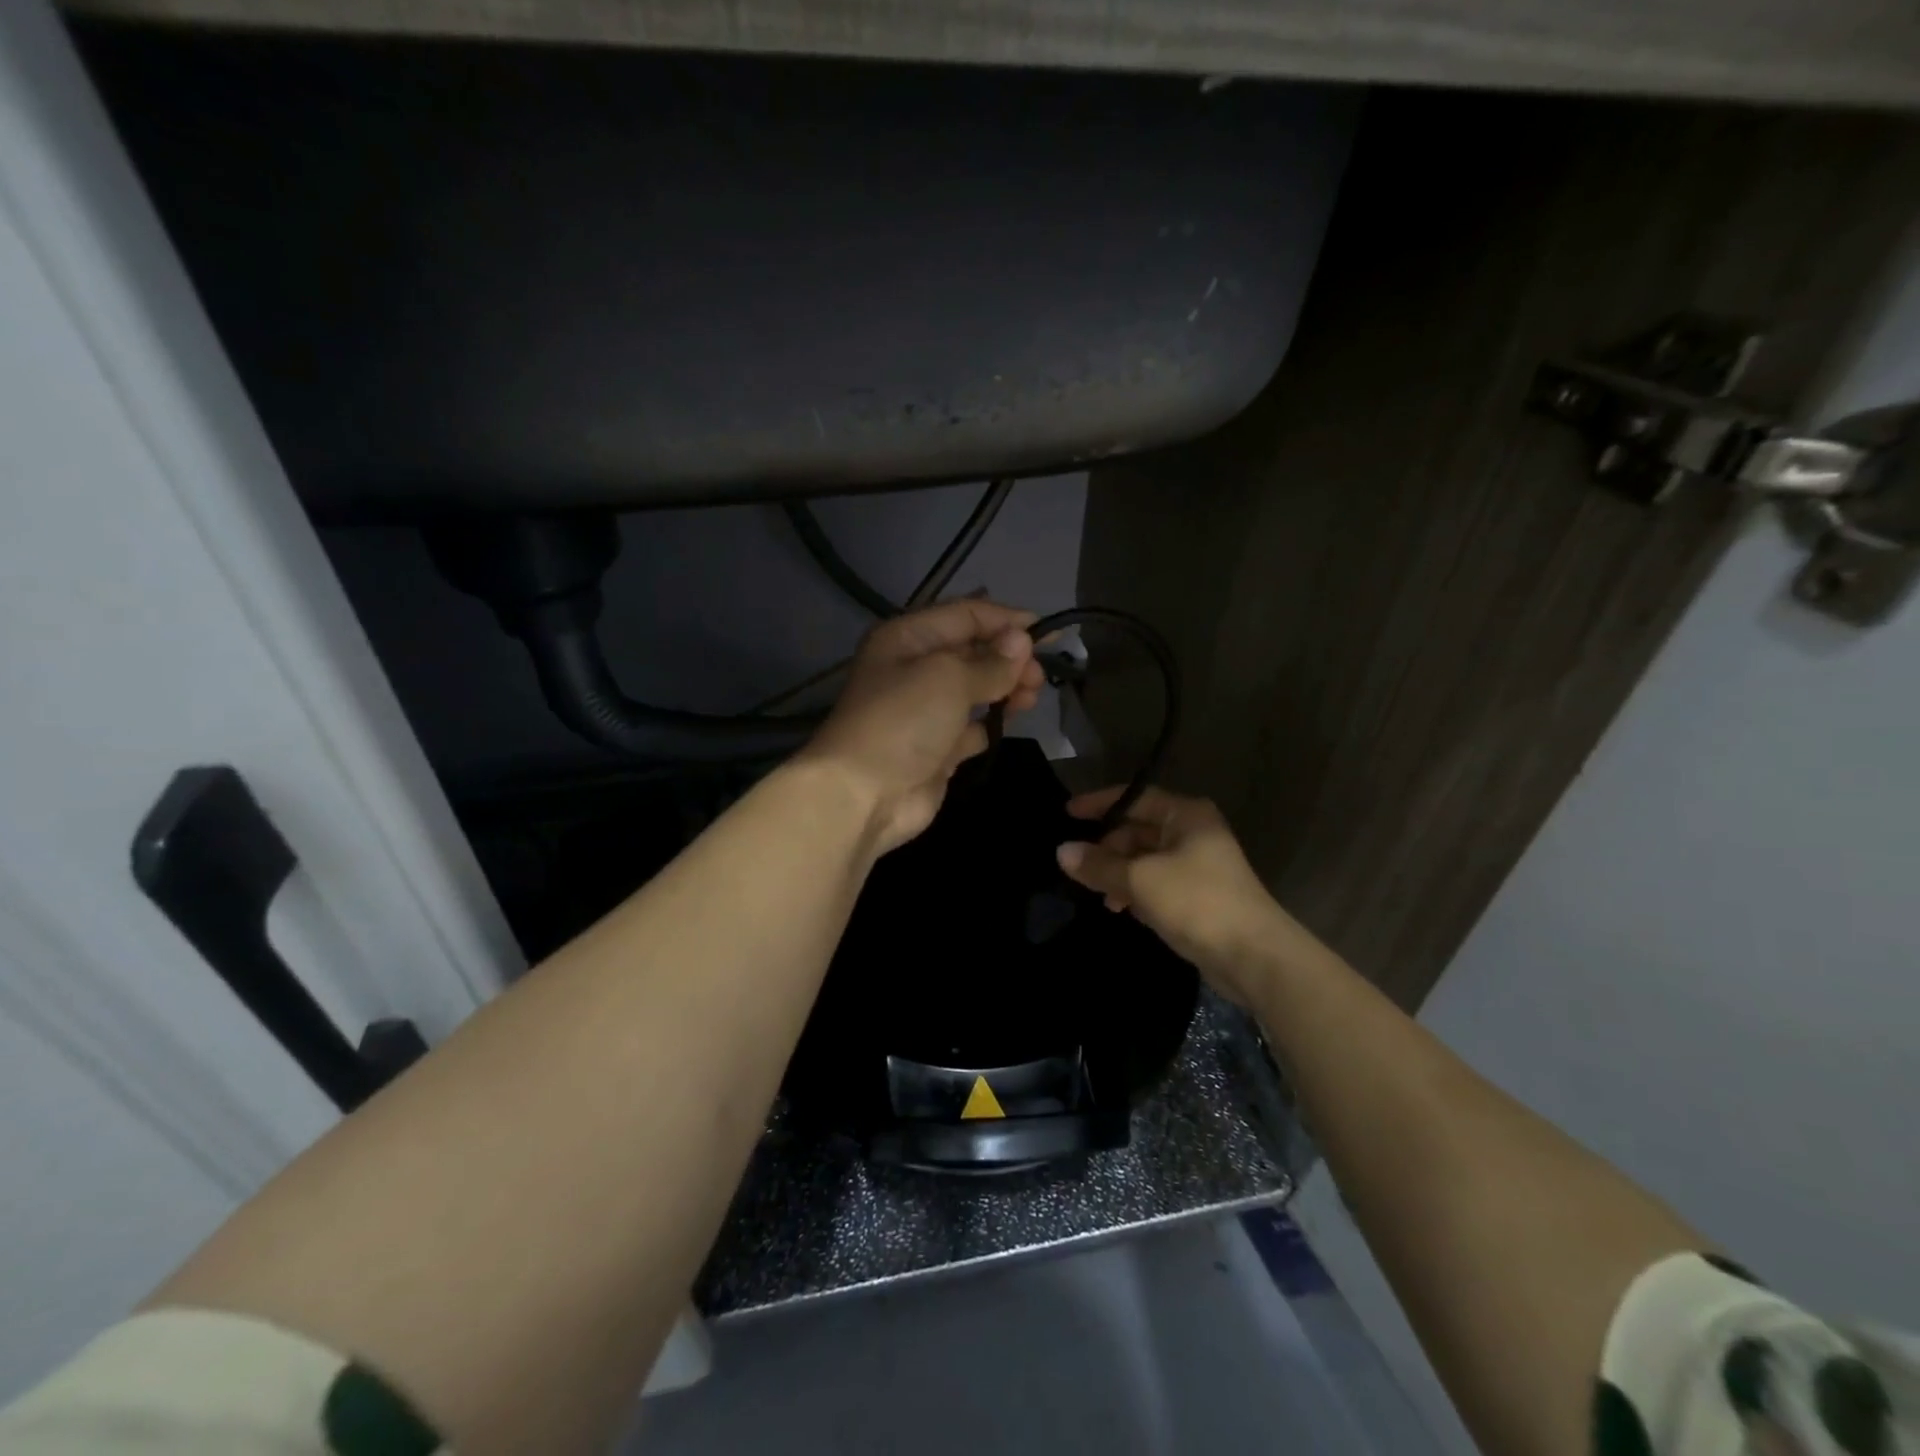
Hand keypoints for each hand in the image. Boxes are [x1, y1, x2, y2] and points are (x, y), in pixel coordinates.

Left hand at [802, 600, 1044, 853]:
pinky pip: (972, 727)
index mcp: (908, 638)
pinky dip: (992, 723)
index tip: (1047, 633)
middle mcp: (914, 669)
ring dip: (1006, 688)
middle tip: (1039, 676)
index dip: (1006, 620)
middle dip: (1009, 657)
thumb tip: (1022, 642)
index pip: (964, 615)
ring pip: (975, 689)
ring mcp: (925, 711)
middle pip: (972, 651)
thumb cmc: (903, 721)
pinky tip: (1012, 722)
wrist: (863, 795)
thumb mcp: (949, 678)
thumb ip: (990, 662)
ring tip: (1033, 696)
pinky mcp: (937, 749)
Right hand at [1056, 786, 1325, 1005]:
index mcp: (1186, 815)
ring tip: (1100, 897)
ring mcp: (1197, 865)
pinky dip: (1135, 891)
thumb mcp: (1140, 879)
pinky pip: (1155, 883)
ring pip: (1145, 859)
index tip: (1067, 814)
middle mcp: (1193, 833)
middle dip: (1107, 848)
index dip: (1099, 804)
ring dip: (1119, 873)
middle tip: (1079, 866)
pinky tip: (1121, 910)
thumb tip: (1061, 852)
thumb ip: (1099, 864)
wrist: (1253, 956)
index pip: (1134, 798)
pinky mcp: (1197, 896)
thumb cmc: (1197, 901)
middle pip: (1138, 830)